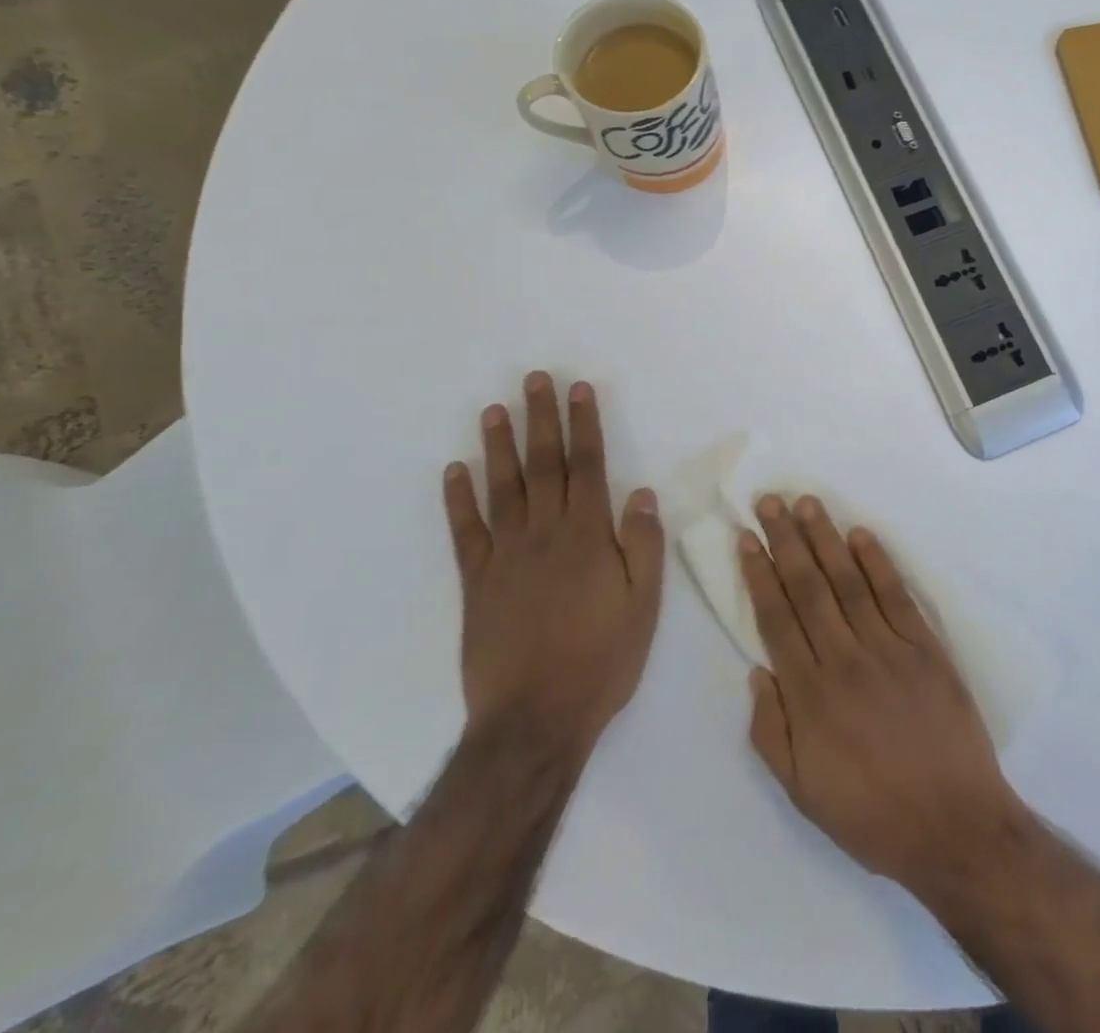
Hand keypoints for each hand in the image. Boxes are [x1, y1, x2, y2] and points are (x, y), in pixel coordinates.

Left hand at [442, 373, 663, 756]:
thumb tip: (640, 493)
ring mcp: (505, 556)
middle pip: (543, 465)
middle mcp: (545, 534)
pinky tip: (455, 471)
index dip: (585, 426)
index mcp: (588, 536)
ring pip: (502, 489)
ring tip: (494, 409)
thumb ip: (643, 545)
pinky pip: (466, 532)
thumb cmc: (601, 660)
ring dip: (498, 446)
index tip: (579, 390)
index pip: (588, 467)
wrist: (535, 719)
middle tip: (534, 380)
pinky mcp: (476, 582)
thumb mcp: (644, 605)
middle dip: (541, 419)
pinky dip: (458, 500)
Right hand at [739, 494, 1026, 889]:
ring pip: (849, 581)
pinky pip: (896, 595)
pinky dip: (878, 562)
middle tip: (771, 501)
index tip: (748, 538)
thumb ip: (770, 731)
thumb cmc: (871, 814)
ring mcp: (889, 648)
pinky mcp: (926, 646)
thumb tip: (758, 670)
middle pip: (809, 588)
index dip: (760, 574)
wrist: (954, 826)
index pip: (777, 618)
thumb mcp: (802, 792)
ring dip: (826, 539)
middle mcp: (845, 659)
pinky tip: (861, 536)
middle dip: (786, 540)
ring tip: (808, 503)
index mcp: (810, 695)